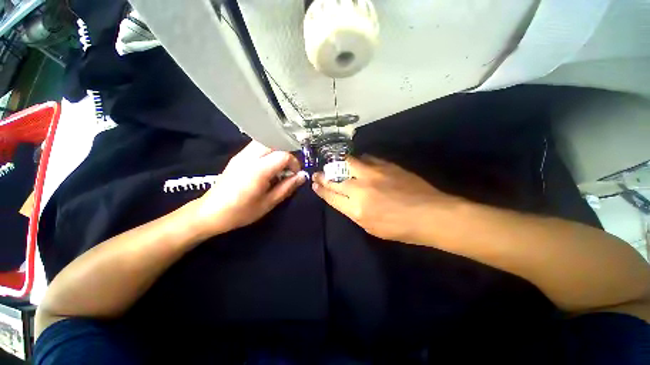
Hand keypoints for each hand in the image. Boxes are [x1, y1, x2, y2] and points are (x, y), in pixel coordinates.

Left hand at [189, 141, 306, 237]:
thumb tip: (302, 176)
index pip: (283, 155)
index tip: (295, 174)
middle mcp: (249, 157)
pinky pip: (257, 146)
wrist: (210, 212)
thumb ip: (287, 187)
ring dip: (277, 151)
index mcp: (258, 170)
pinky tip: (267, 167)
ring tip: (279, 168)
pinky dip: (268, 152)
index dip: (294, 163)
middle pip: (274, 142)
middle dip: (286, 153)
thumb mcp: (269, 203)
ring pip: (266, 141)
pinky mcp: (238, 156)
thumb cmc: (241, 211)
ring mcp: (241, 155)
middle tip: (288, 169)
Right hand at [312, 156, 452, 243]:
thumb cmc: (401, 228)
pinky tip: (359, 163)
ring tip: (336, 165)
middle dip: (323, 176)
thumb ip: (354, 212)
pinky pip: (366, 158)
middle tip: (318, 173)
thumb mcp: (371, 227)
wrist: (431, 214)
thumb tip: (345, 199)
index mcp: (356, 208)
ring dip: (339, 164)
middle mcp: (360, 188)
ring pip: (348, 163)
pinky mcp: (385, 165)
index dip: (320, 189)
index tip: (314, 184)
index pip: (331, 196)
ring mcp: (373, 174)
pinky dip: (359, 160)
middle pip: (335, 179)